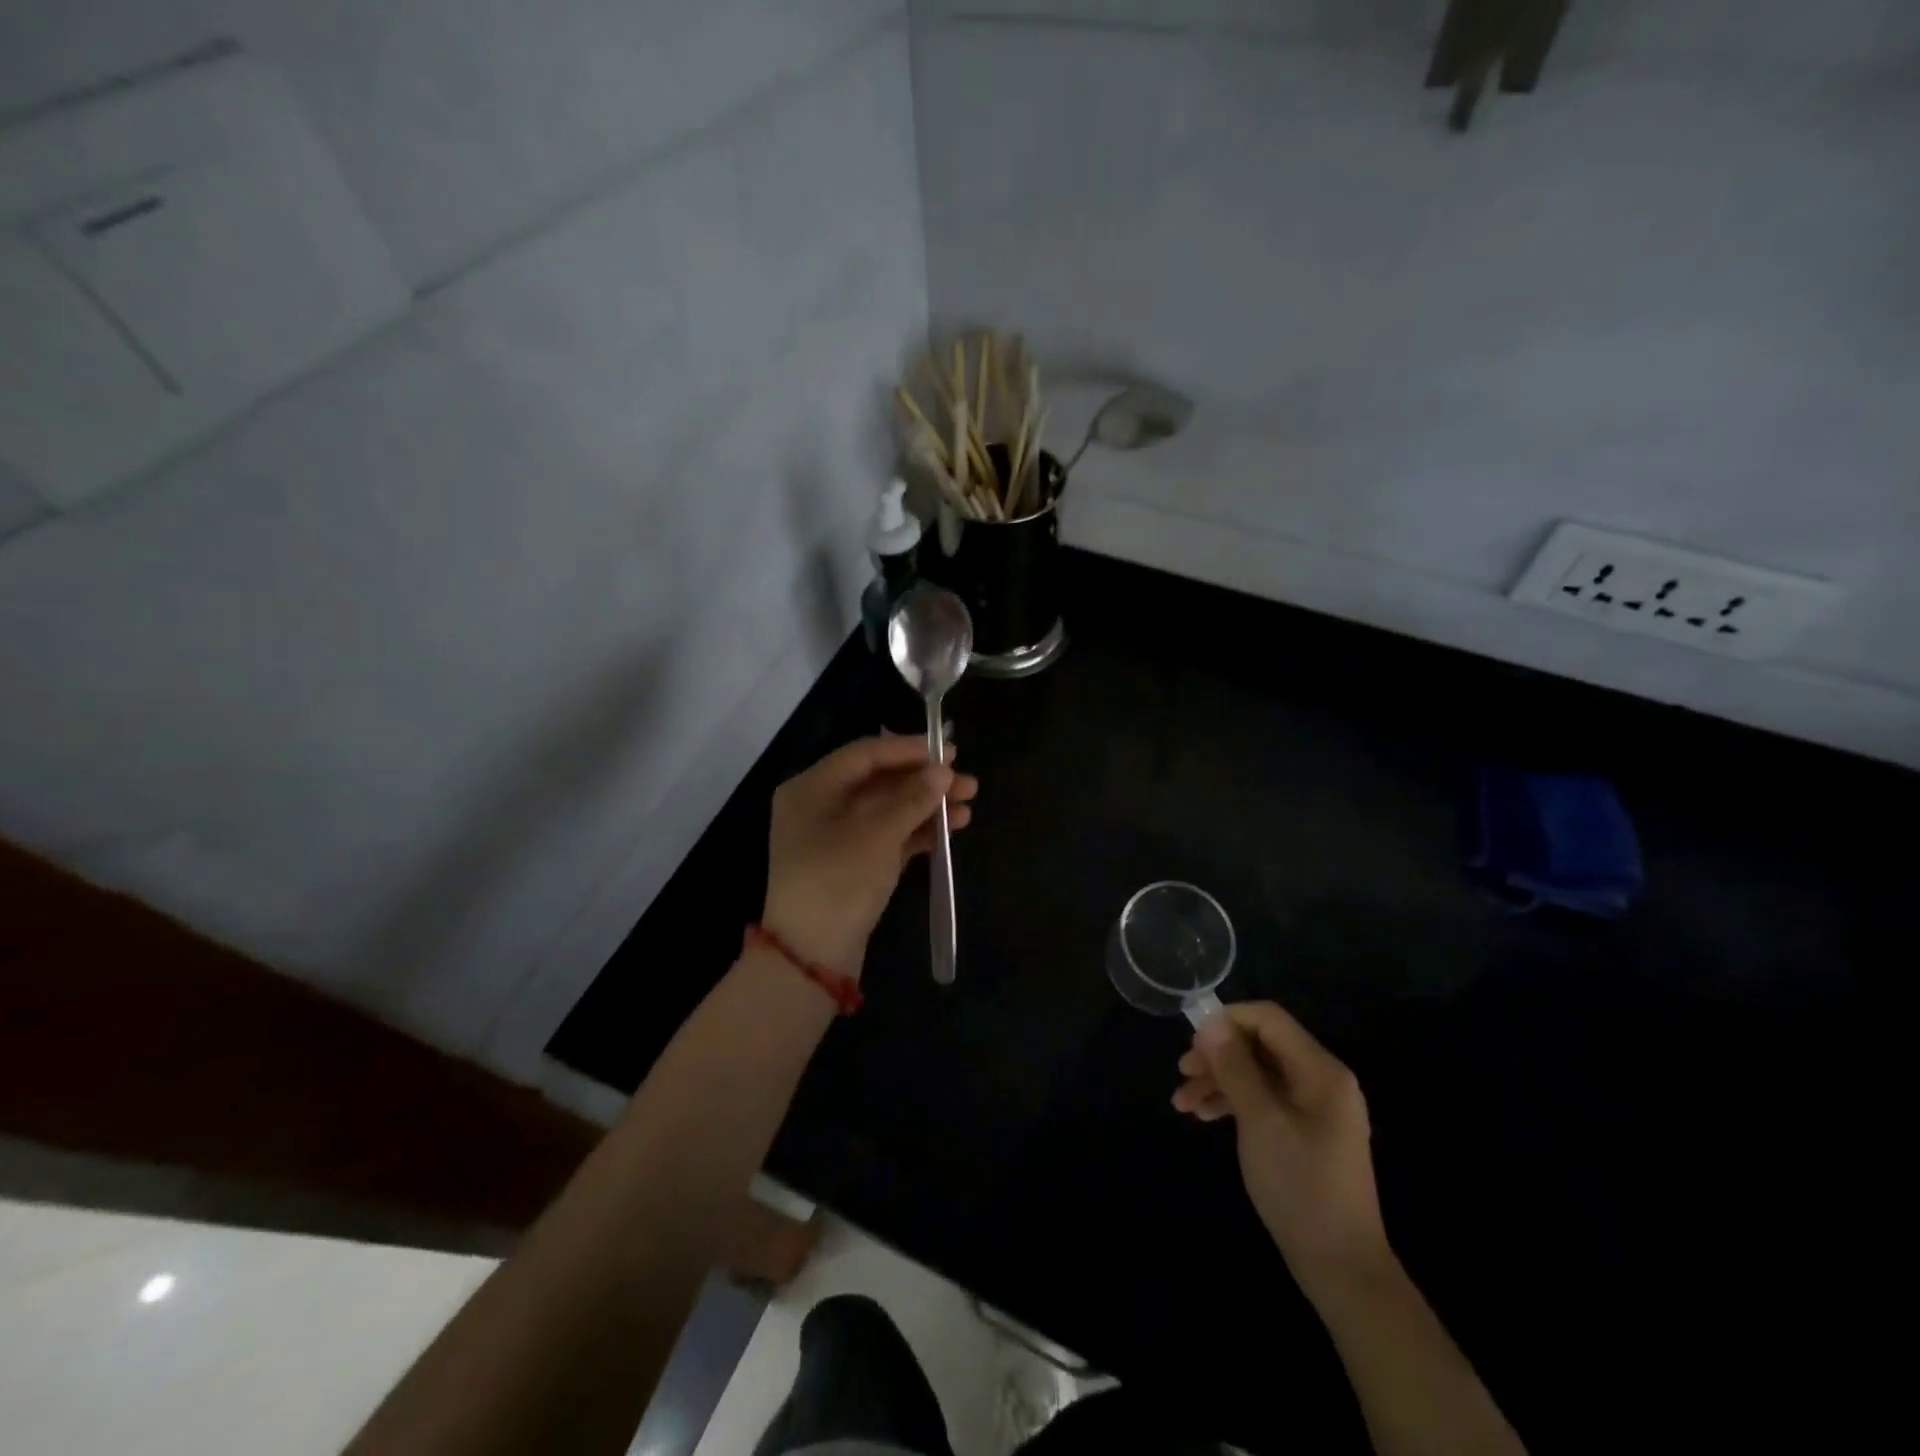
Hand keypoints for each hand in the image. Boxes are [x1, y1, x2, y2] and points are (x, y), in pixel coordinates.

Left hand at [761, 736, 978, 975]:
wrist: (812, 956)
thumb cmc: (838, 880)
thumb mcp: (877, 834)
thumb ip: (912, 798)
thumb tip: (943, 772)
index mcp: (812, 788)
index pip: (865, 755)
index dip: (908, 750)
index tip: (949, 752)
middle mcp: (821, 806)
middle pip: (879, 782)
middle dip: (924, 781)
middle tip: (967, 783)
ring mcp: (838, 837)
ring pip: (889, 810)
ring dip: (927, 806)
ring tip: (969, 806)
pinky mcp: (854, 864)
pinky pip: (890, 836)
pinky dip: (918, 831)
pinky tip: (952, 829)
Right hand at [1174, 1002, 1392, 1301]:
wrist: (1341, 1267)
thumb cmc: (1300, 1185)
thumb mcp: (1260, 1120)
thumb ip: (1235, 1067)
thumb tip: (1211, 1024)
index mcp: (1320, 1070)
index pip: (1268, 1019)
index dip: (1228, 1021)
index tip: (1193, 1042)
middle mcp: (1320, 1080)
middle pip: (1260, 1046)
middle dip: (1218, 1055)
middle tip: (1182, 1072)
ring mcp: (1314, 1108)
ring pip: (1257, 1074)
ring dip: (1219, 1081)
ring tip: (1182, 1103)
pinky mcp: (1304, 1132)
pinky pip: (1264, 1100)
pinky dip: (1233, 1103)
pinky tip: (1203, 1116)